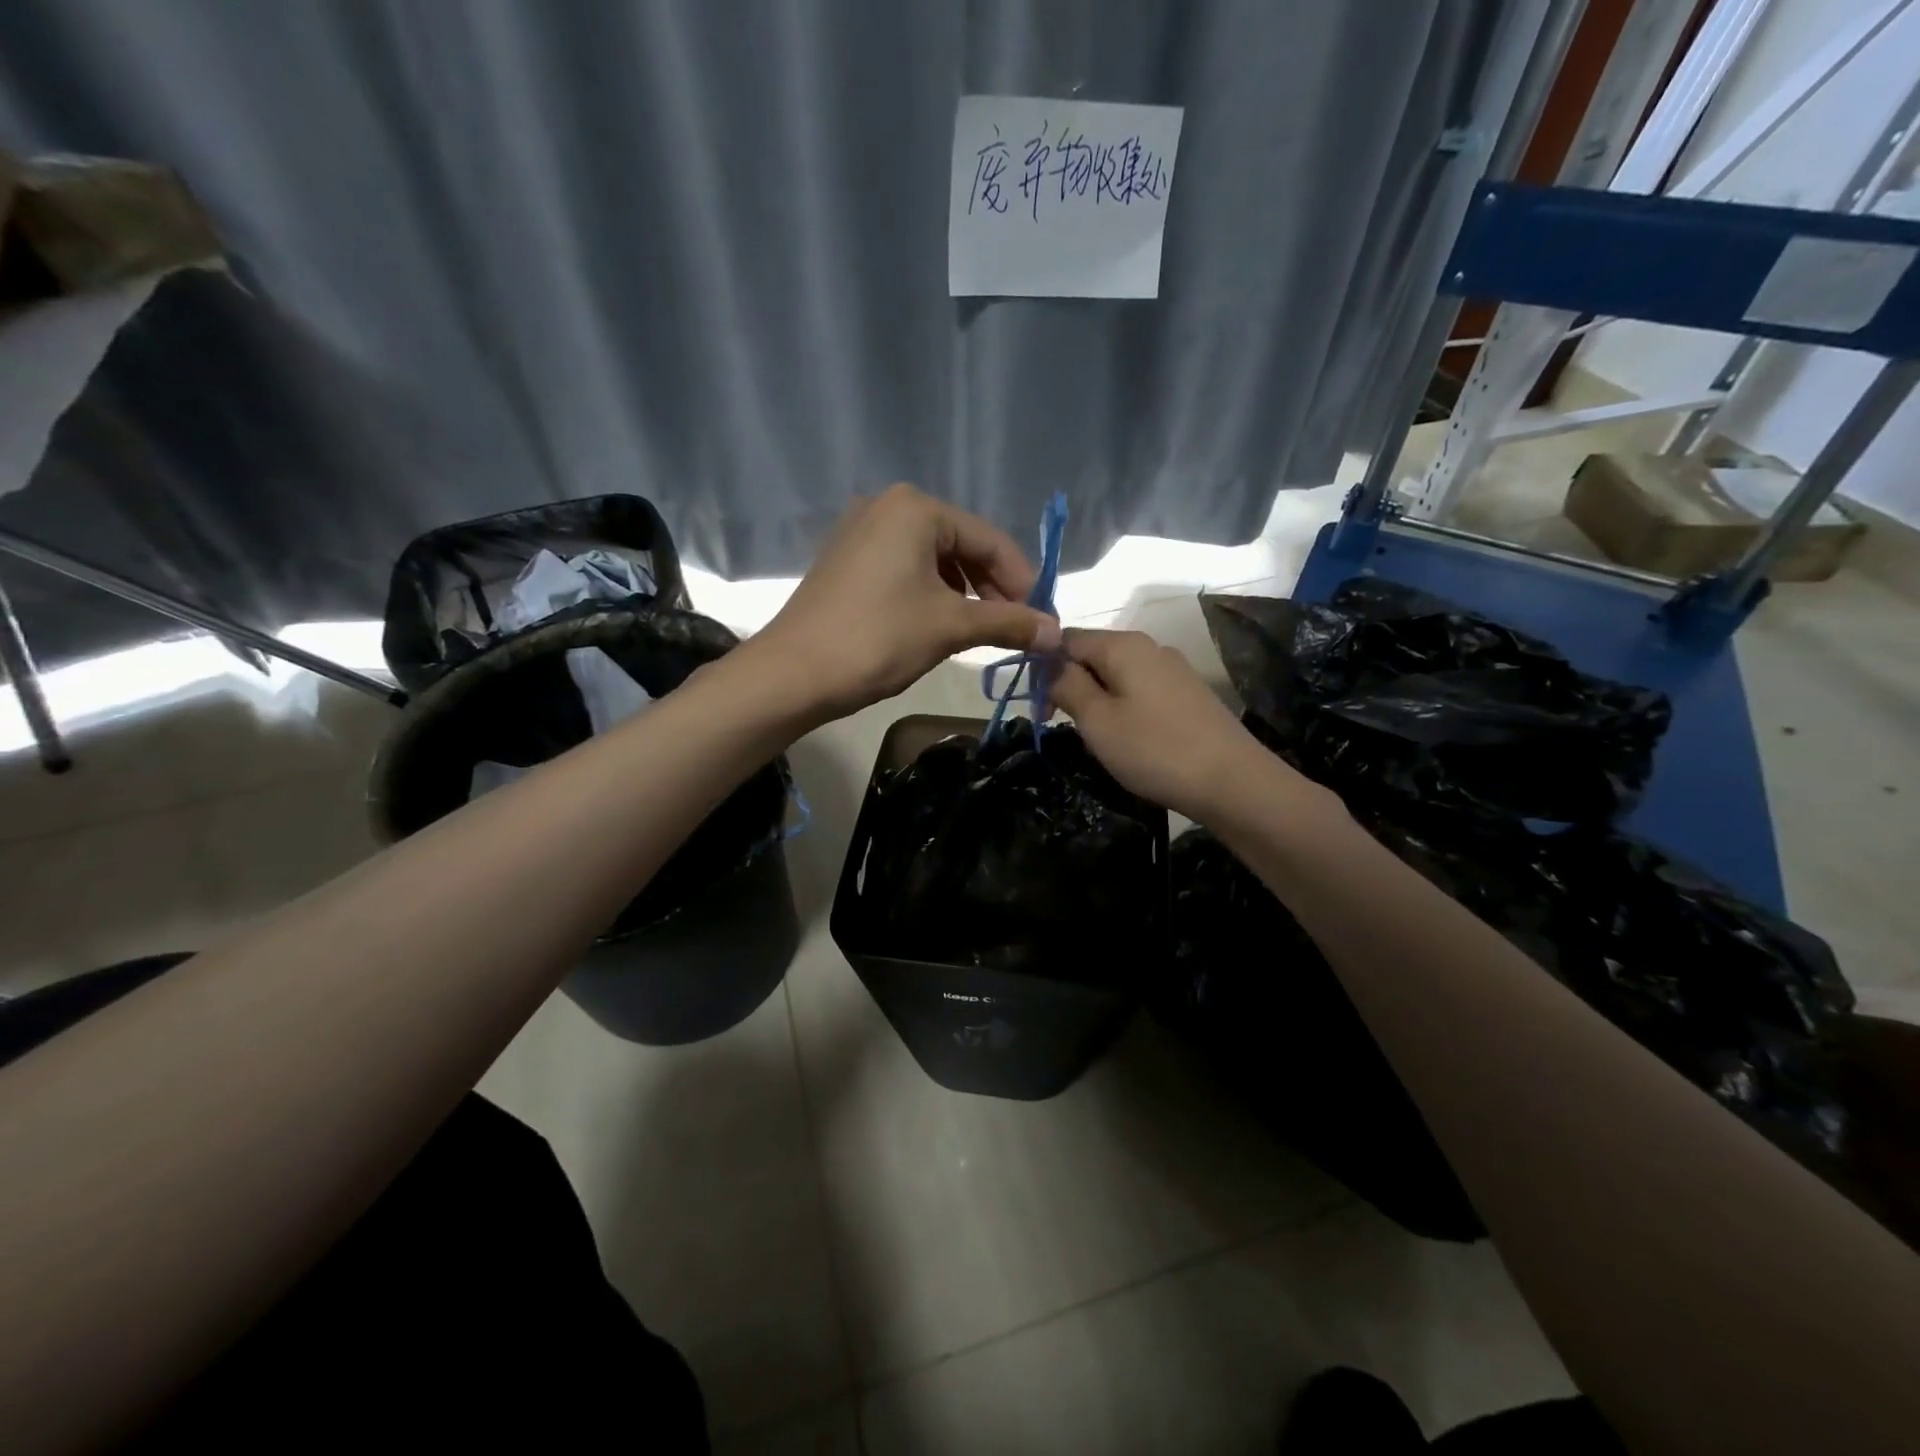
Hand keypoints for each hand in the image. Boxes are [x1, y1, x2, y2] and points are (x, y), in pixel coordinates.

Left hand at [752, 484, 1060, 720]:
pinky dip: (932, 593)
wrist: (793, 674)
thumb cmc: (877, 640)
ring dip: (965, 593)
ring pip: (934, 559)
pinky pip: (906, 568)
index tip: (1043, 621)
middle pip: (962, 545)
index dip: (1023, 581)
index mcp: (916, 508)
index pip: (990, 540)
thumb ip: (1008, 623)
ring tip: (982, 630)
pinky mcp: (847, 558)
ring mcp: (862, 530)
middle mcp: (888, 505)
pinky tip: (942, 622)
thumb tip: (1057, 633)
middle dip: (994, 588)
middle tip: (1016, 629)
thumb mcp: (950, 627)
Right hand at [1050, 628, 1302, 819]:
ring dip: (1098, 701)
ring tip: (1098, 740)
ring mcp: (1174, 670)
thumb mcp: (1097, 721)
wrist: (1233, 782)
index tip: (1038, 705)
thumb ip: (1067, 685)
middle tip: (1065, 727)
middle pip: (1094, 655)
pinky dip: (1125, 709)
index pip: (1066, 638)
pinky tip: (1131, 741)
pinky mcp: (1189, 694)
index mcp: (1123, 644)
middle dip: (1072, 685)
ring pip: (1118, 676)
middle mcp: (1150, 646)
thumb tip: (1048, 664)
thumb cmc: (1154, 749)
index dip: (1045, 666)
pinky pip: (1142, 691)